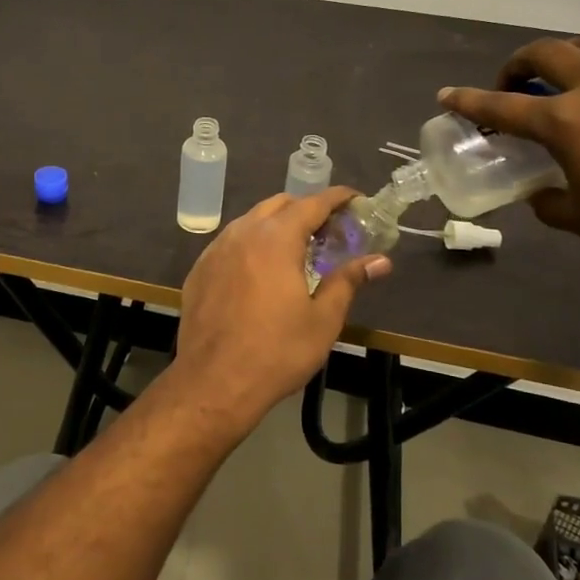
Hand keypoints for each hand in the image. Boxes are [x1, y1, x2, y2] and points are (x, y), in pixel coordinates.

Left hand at [169, 190, 390, 433]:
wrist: (213, 381)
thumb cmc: (276, 351)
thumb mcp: (323, 319)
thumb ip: (348, 281)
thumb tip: (380, 261)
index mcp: (276, 238)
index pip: (312, 203)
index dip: (336, 198)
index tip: (356, 199)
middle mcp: (243, 233)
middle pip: (279, 205)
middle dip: (306, 209)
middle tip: (329, 232)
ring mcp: (216, 249)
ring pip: (251, 221)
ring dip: (277, 225)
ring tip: (297, 250)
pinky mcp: (200, 269)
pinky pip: (231, 242)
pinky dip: (252, 244)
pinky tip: (261, 271)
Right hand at [438, 29, 579, 284]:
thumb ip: (547, 200)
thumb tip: (537, 191)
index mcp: (566, 123)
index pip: (502, 106)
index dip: (469, 101)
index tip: (448, 95)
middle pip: (545, 54)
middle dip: (518, 64)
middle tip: (515, 83)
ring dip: (570, 52)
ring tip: (570, 70)